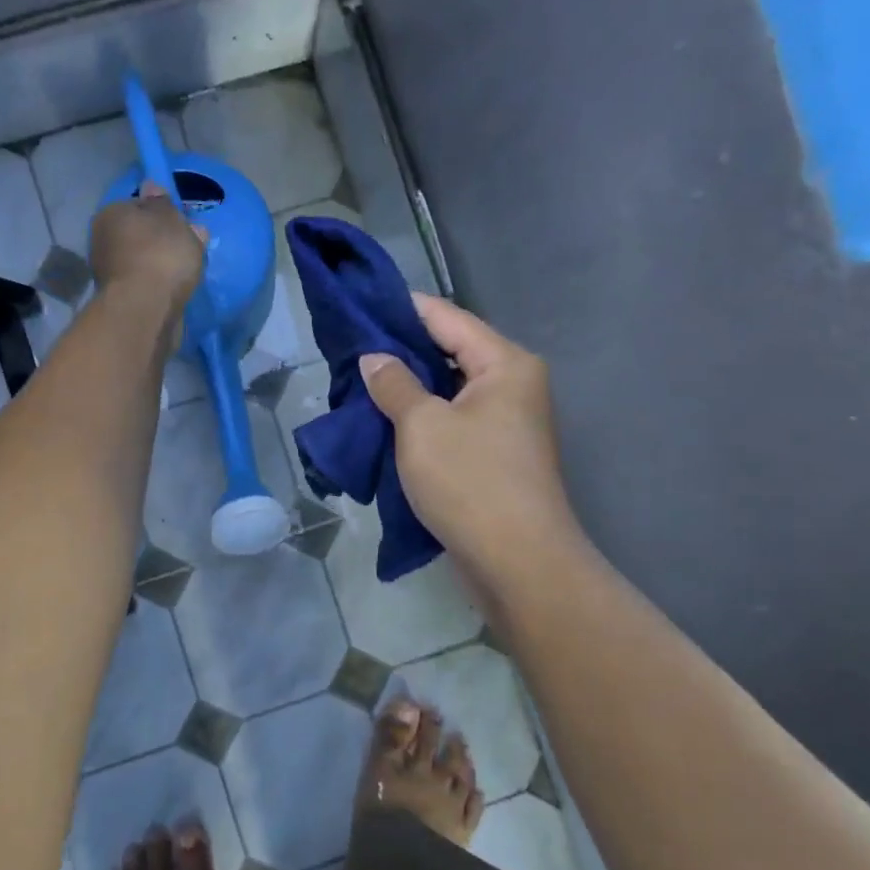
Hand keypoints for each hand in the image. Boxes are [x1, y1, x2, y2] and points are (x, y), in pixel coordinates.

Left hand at [89, 182, 204, 311]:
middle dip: (162, 241)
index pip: (138, 205)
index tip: (183, 224)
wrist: (146, 309)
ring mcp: (109, 273)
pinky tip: (175, 291)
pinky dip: (158, 286)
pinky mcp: (121, 300)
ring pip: (143, 262)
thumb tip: (150, 186)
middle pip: (140, 235)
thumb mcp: (170, 218)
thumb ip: (163, 203)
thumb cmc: (160, 254)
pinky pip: (146, 285)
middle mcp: (103, 241)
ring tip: (188, 274)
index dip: (162, 213)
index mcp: (111, 213)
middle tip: (190, 249)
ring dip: (161, 266)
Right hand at [361, 295, 582, 593]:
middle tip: (352, 353)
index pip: (447, 318)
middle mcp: (513, 385)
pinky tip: (387, 423)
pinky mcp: (496, 456)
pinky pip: (454, 422)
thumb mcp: (422, 426)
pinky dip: (423, 420)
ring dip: (410, 390)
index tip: (360, 307)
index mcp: (505, 364)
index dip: (402, 309)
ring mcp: (508, 423)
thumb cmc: (470, 481)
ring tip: (361, 386)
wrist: (517, 563)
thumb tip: (374, 358)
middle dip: (402, 353)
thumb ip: (394, 383)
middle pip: (450, 353)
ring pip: (449, 391)